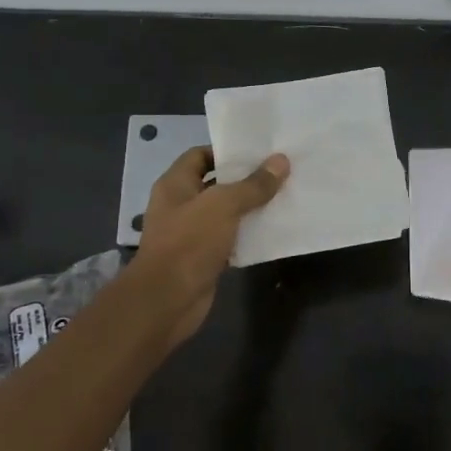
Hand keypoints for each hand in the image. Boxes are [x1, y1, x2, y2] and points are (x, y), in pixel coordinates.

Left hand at [131, 147, 288, 347]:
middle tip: (280, 172)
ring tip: (283, 197)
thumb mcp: (224, 205)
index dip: (227, 151)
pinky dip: (248, 234)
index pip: (200, 155)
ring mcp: (191, 233)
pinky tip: (273, 230)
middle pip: (216, 183)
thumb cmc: (189, 242)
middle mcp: (180, 205)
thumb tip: (281, 161)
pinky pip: (230, 238)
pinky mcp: (204, 257)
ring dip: (250, 208)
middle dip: (246, 179)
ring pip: (226, 213)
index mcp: (175, 184)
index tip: (260, 152)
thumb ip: (253, 184)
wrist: (168, 299)